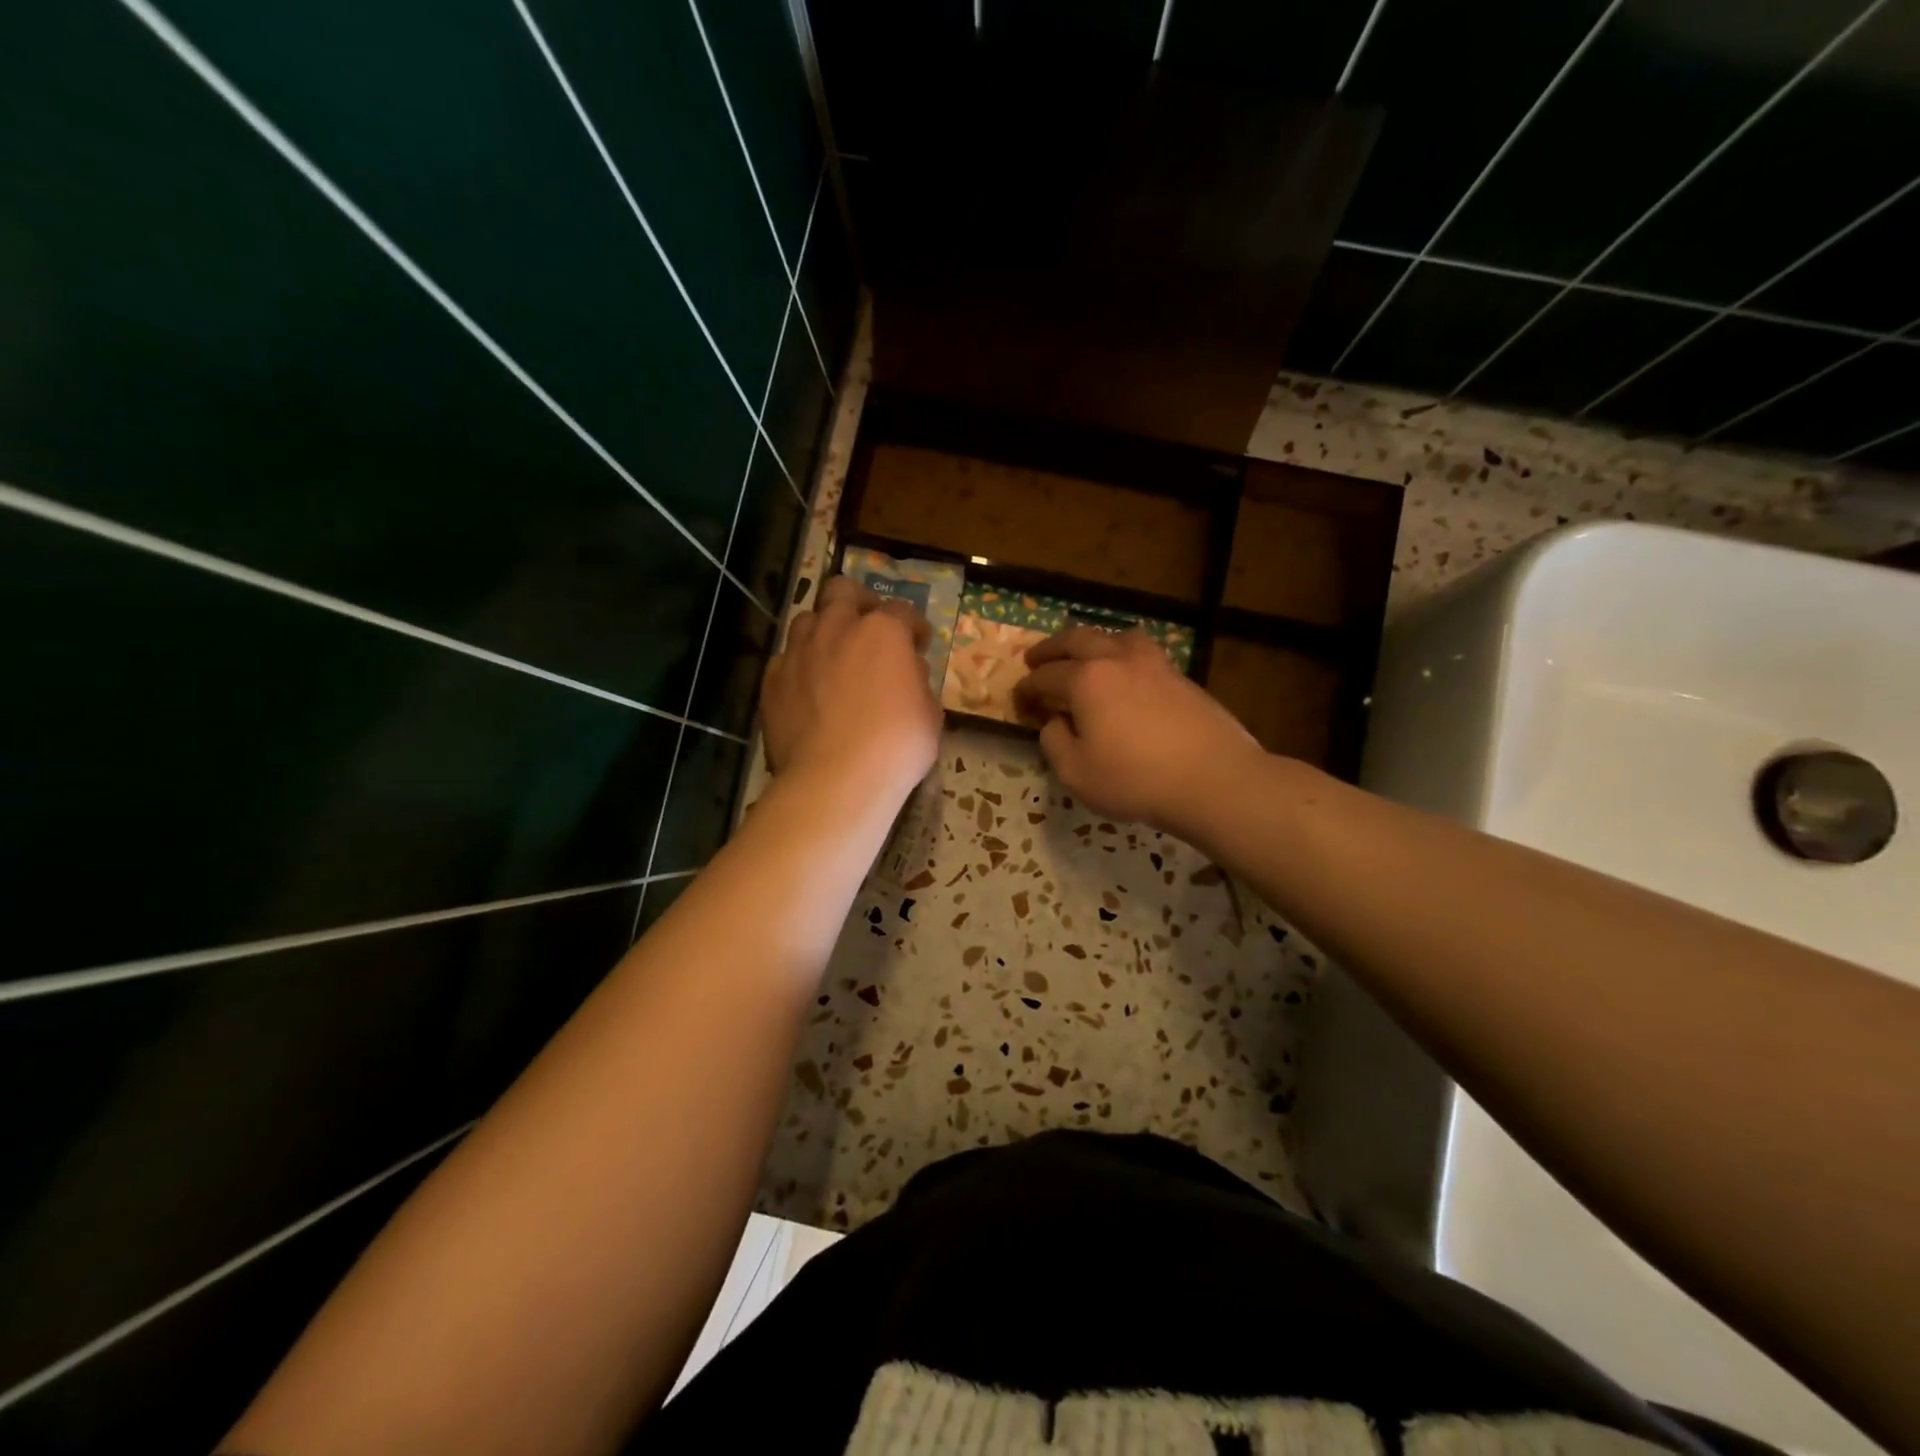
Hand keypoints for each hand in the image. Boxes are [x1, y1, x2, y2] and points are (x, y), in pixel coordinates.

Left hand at [761, 575, 941, 805]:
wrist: (835, 779)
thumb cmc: (896, 746)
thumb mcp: (929, 713)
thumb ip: (917, 682)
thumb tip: (907, 670)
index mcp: (882, 632)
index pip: (903, 611)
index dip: (914, 627)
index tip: (919, 643)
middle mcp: (836, 629)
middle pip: (842, 591)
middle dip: (858, 602)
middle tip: (869, 627)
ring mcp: (798, 652)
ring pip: (807, 620)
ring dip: (824, 631)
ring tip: (834, 657)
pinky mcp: (772, 680)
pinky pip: (785, 660)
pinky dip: (800, 667)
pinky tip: (808, 691)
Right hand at [1013, 627, 1262, 836]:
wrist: (1213, 779)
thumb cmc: (1135, 779)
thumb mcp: (1076, 773)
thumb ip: (1054, 742)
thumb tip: (1055, 722)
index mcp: (1086, 680)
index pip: (1045, 676)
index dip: (1026, 688)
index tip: (1018, 700)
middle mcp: (1117, 659)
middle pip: (1077, 639)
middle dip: (1051, 648)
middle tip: (1035, 658)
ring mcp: (1154, 663)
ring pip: (1115, 636)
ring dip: (1092, 642)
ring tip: (1085, 655)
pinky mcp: (1180, 676)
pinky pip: (1142, 652)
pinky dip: (1122, 655)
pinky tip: (1125, 675)